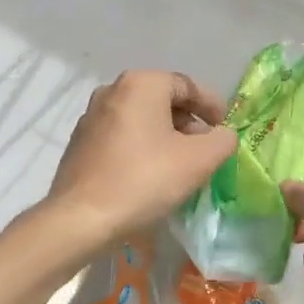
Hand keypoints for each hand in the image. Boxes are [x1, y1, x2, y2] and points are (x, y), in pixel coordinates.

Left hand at [46, 70, 236, 246]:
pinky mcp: (79, 143)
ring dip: (165, 136)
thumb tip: (222, 135)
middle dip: (188, 122)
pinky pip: (121, 136)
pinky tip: (150, 175)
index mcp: (141, 84)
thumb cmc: (145, 180)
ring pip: (141, 119)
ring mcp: (91, 117)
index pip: (187, 86)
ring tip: (180, 165)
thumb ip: (222, 140)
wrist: (81, 219)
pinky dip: (141, 147)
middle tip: (204, 150)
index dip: (212, 106)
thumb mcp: (199, 160)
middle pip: (163, 100)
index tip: (224, 129)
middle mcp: (112, 90)